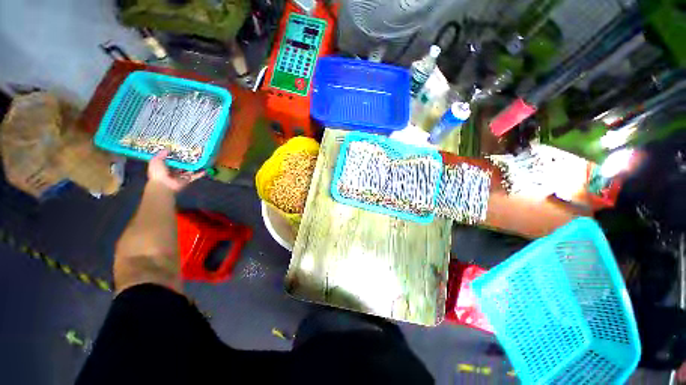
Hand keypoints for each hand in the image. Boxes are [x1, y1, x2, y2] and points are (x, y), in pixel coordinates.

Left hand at [148, 150, 204, 191]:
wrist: (163, 185)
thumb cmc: (158, 172)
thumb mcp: (156, 160)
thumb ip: (162, 154)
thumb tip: (168, 148)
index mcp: (165, 167)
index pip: (171, 161)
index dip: (175, 156)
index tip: (181, 150)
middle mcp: (173, 172)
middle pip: (181, 166)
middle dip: (186, 161)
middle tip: (193, 155)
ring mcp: (181, 176)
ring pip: (189, 170)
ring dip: (194, 167)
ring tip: (200, 161)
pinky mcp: (187, 180)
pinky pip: (195, 176)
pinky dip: (200, 174)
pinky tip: (205, 170)